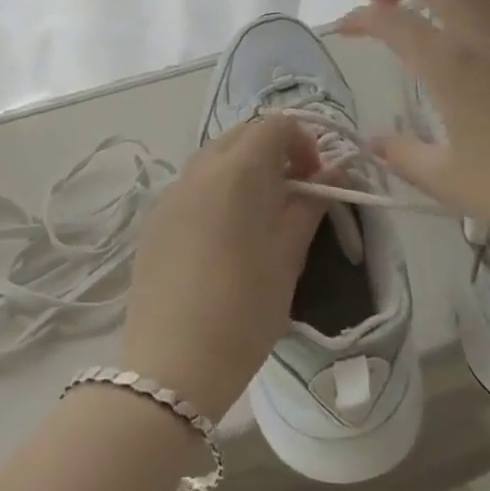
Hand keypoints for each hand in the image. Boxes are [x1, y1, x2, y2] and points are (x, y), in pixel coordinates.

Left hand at [120, 117, 326, 421]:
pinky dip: (217, 189)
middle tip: (294, 191)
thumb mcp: (288, 256)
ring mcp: (172, 192)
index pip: (275, 125)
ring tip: (261, 213)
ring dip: (243, 167)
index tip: (316, 178)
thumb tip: (334, 174)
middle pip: (242, 134)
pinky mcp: (155, 218)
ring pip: (214, 156)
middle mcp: (199, 168)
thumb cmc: (244, 309)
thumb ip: (310, 205)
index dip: (303, 142)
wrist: (172, 365)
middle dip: (273, 150)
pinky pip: (193, 185)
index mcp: (237, 170)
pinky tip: (225, 235)